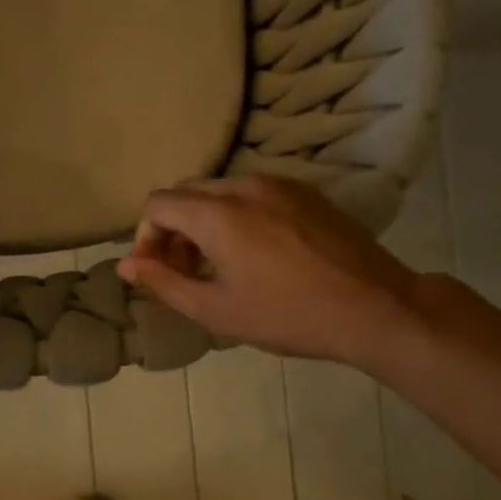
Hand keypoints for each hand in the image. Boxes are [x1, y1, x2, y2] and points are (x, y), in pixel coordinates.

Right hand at [116, 176, 422, 368]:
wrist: (373, 307)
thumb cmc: (287, 315)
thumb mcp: (216, 310)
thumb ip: (164, 283)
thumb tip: (127, 265)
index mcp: (217, 213)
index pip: (158, 203)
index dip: (146, 236)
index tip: (158, 271)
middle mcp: (245, 185)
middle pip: (188, 193)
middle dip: (174, 229)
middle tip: (184, 271)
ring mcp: (280, 184)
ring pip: (221, 191)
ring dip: (205, 222)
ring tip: (219, 265)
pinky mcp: (306, 192)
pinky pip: (254, 194)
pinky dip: (237, 215)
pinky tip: (256, 253)